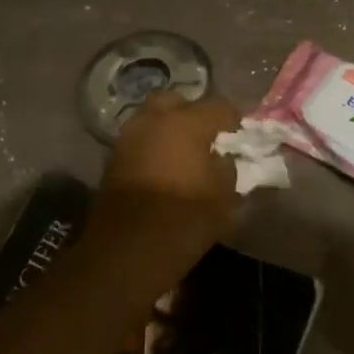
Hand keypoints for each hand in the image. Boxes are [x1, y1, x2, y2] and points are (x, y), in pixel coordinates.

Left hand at [85, 91, 242, 288]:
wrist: (127, 251)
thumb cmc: (184, 220)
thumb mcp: (223, 196)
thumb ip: (227, 167)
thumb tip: (222, 157)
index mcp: (185, 124)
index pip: (218, 107)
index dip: (233, 120)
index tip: (241, 136)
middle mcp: (153, 121)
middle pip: (177, 102)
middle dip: (193, 114)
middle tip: (206, 137)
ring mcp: (128, 138)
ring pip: (152, 119)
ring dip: (169, 130)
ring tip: (184, 154)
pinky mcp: (112, 160)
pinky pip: (139, 141)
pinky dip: (153, 147)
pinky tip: (164, 168)